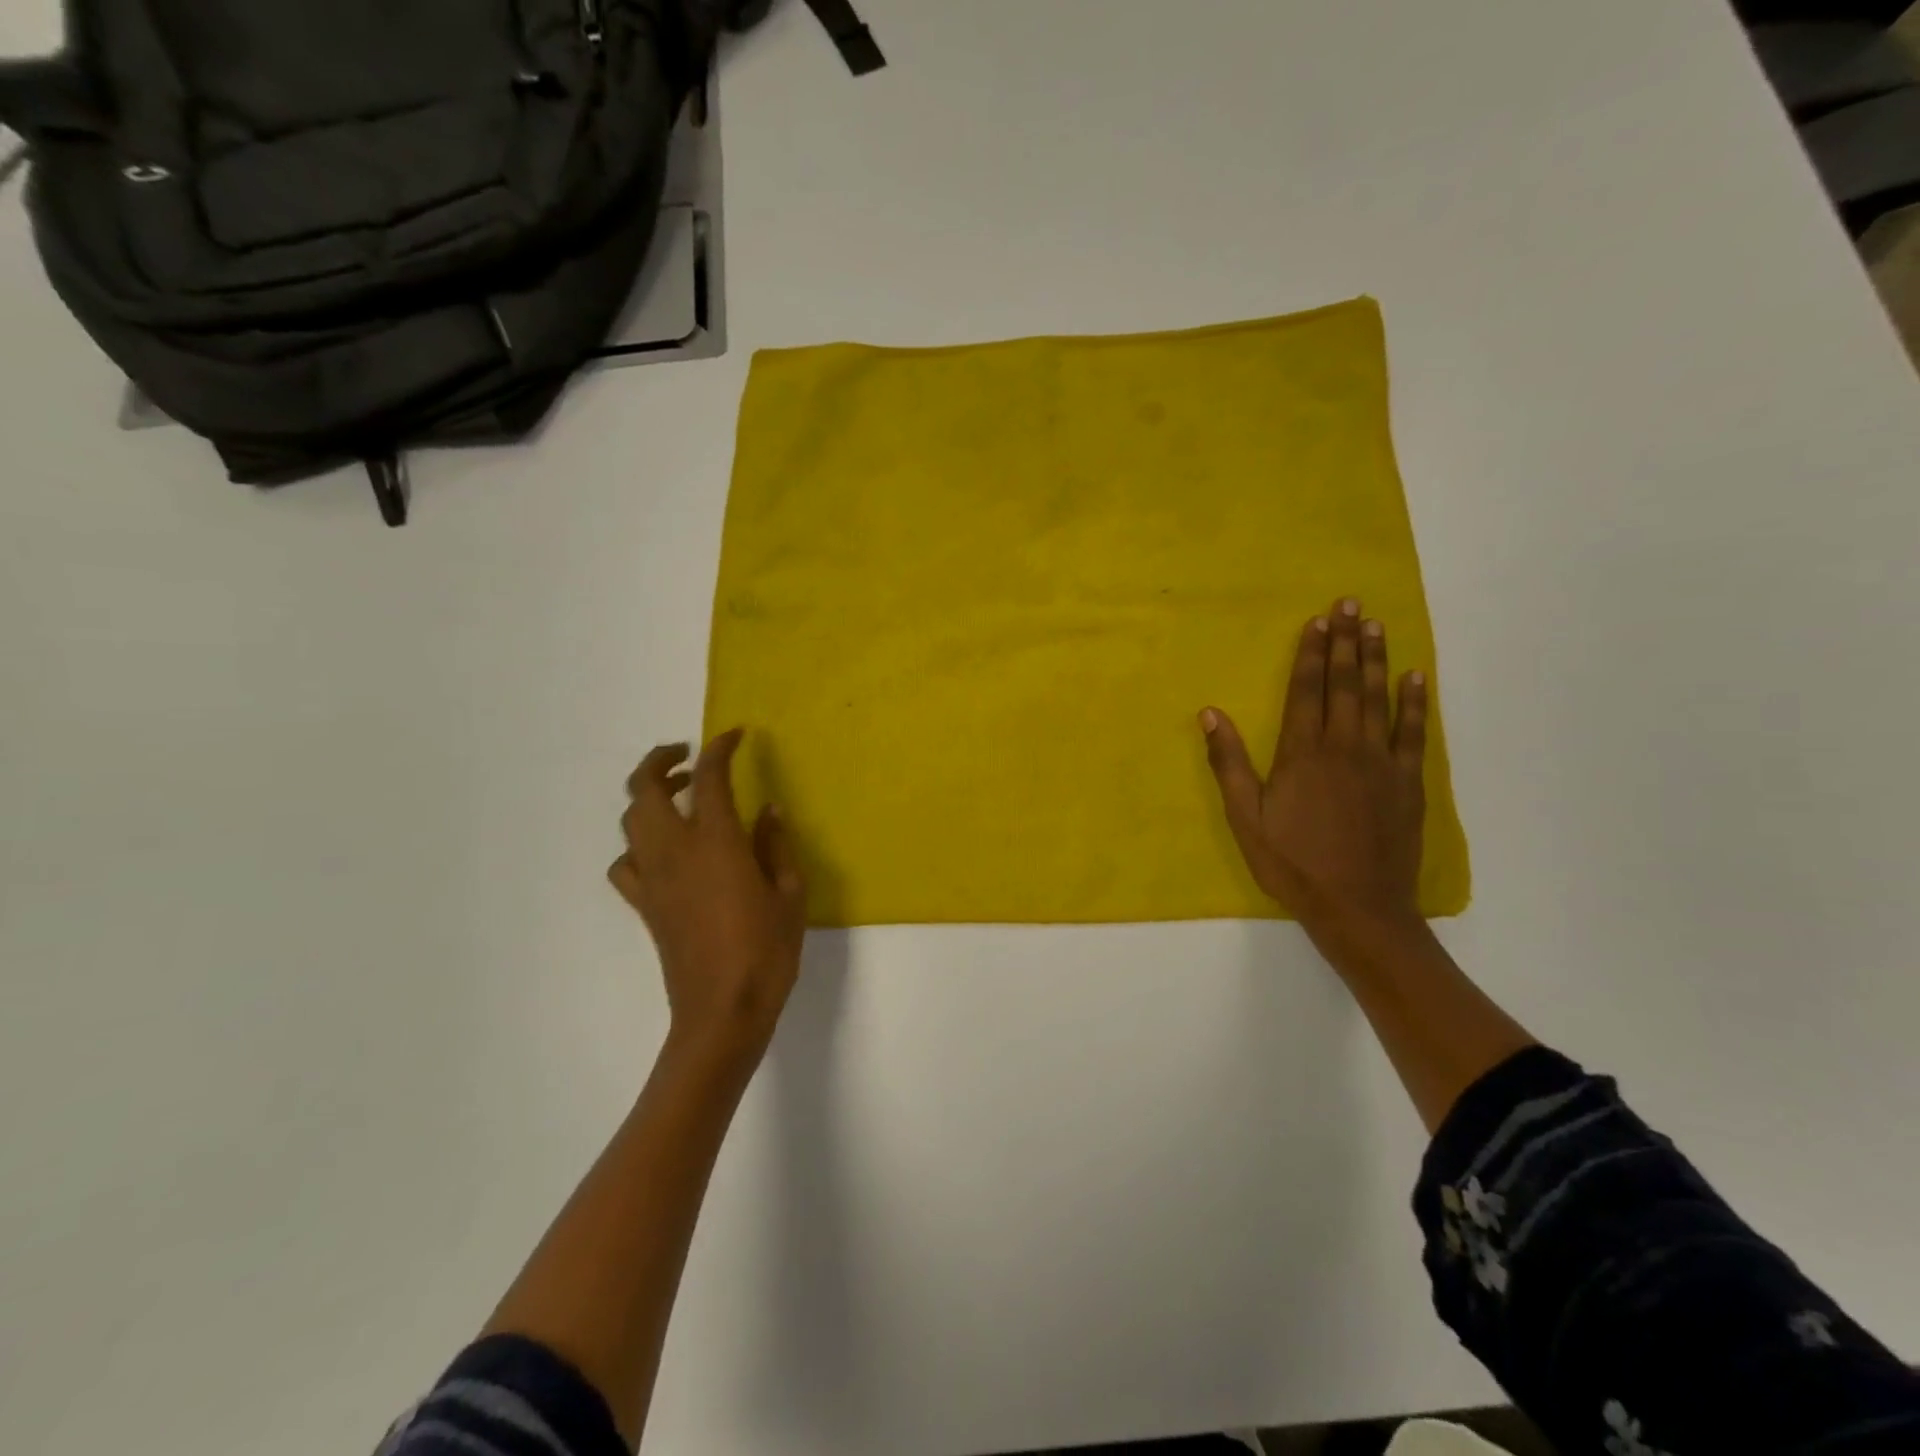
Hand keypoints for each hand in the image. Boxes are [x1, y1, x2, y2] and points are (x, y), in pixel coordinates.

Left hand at [609, 730, 806, 1066]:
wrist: (721, 1012)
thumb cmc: (766, 952)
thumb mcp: (789, 894)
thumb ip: (776, 846)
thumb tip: (769, 811)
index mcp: (716, 842)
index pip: (710, 777)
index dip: (720, 748)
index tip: (735, 736)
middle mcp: (675, 850)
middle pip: (645, 788)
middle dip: (662, 760)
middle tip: (688, 756)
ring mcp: (653, 878)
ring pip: (631, 820)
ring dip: (649, 797)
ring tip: (679, 797)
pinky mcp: (644, 905)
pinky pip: (626, 863)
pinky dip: (638, 845)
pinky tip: (663, 852)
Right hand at [1201, 598, 1428, 950]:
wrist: (1357, 905)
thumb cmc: (1292, 862)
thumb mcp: (1245, 818)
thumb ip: (1229, 763)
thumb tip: (1210, 714)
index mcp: (1302, 753)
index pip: (1306, 691)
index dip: (1310, 654)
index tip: (1316, 621)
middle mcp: (1343, 746)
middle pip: (1345, 684)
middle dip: (1346, 642)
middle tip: (1351, 605)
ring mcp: (1380, 762)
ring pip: (1379, 698)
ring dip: (1377, 659)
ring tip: (1377, 626)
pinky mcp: (1407, 782)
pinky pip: (1414, 732)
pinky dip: (1415, 702)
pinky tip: (1416, 677)